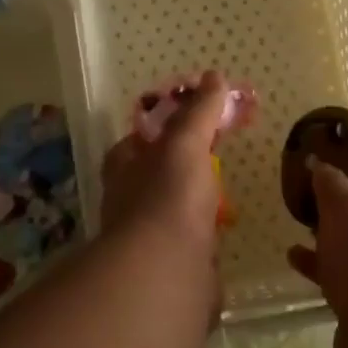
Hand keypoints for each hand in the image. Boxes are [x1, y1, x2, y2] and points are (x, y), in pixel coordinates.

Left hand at [99, 71, 232, 255]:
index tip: (189, 121)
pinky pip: (189, 247)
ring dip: (190, 207)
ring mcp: (148, 239)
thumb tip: (213, 77)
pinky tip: (224, 237)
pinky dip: (204, 242)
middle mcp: (129, 203)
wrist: (167, 271)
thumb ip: (199, 112)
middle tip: (212, 157)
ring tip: (223, 197)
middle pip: (153, 177)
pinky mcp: (171, 268)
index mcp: (124, 169)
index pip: (135, 142)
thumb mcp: (185, 143)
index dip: (158, 130)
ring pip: (170, 213)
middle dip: (178, 169)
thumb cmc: (169, 196)